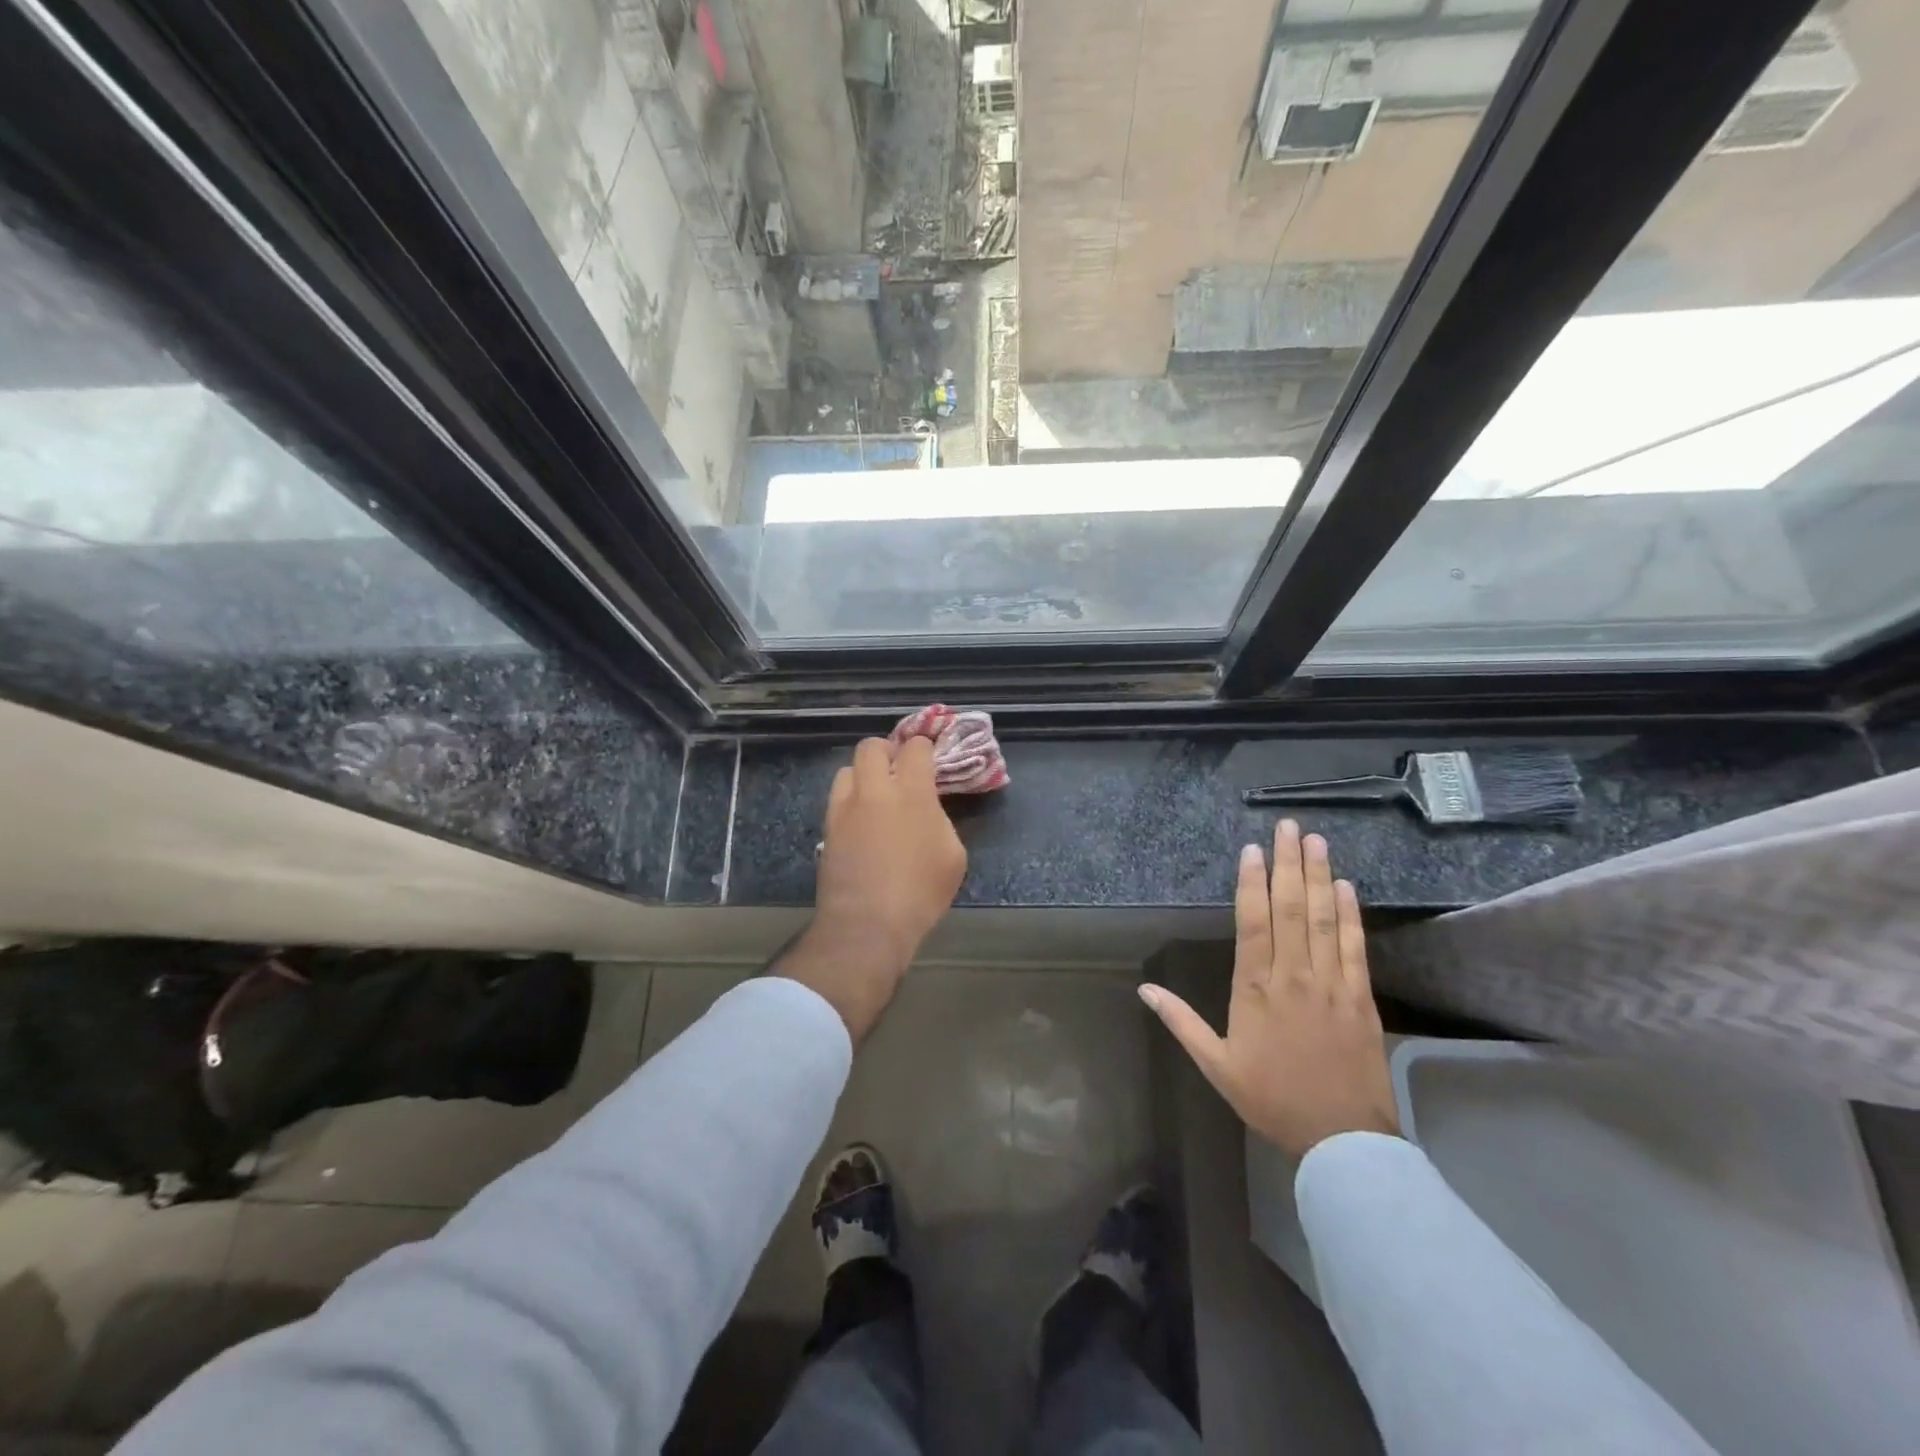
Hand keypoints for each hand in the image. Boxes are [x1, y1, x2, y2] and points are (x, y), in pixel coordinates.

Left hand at [774, 736, 966, 1041]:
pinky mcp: (827, 828)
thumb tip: (926, 809)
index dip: (923, 746)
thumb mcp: (953, 856)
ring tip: (875, 795)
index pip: (915, 747)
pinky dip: (850, 800)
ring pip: (847, 770)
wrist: (867, 924)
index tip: (928, 754)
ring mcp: (845, 808)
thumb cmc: (920, 893)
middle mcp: (874, 790)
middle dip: (886, 751)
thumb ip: (940, 820)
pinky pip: (837, 799)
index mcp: (912, 792)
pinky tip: (861, 821)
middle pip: (871, 747)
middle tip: (898, 768)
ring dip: (863, 774)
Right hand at [1139, 820, 1399, 1159]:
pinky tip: (1345, 887)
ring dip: (1319, 877)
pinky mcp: (1361, 997)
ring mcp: (1331, 983)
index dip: (1252, 882)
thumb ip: (1181, 1022)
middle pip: (1291, 908)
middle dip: (1289, 863)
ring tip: (1316, 842)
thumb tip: (1144, 989)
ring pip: (1324, 920)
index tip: (1252, 849)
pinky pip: (1355, 947)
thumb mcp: (1216, 1065)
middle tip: (1290, 827)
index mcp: (1255, 988)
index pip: (1253, 922)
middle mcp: (1293, 975)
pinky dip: (1350, 914)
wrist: (1341, 1140)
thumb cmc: (1272, 1098)